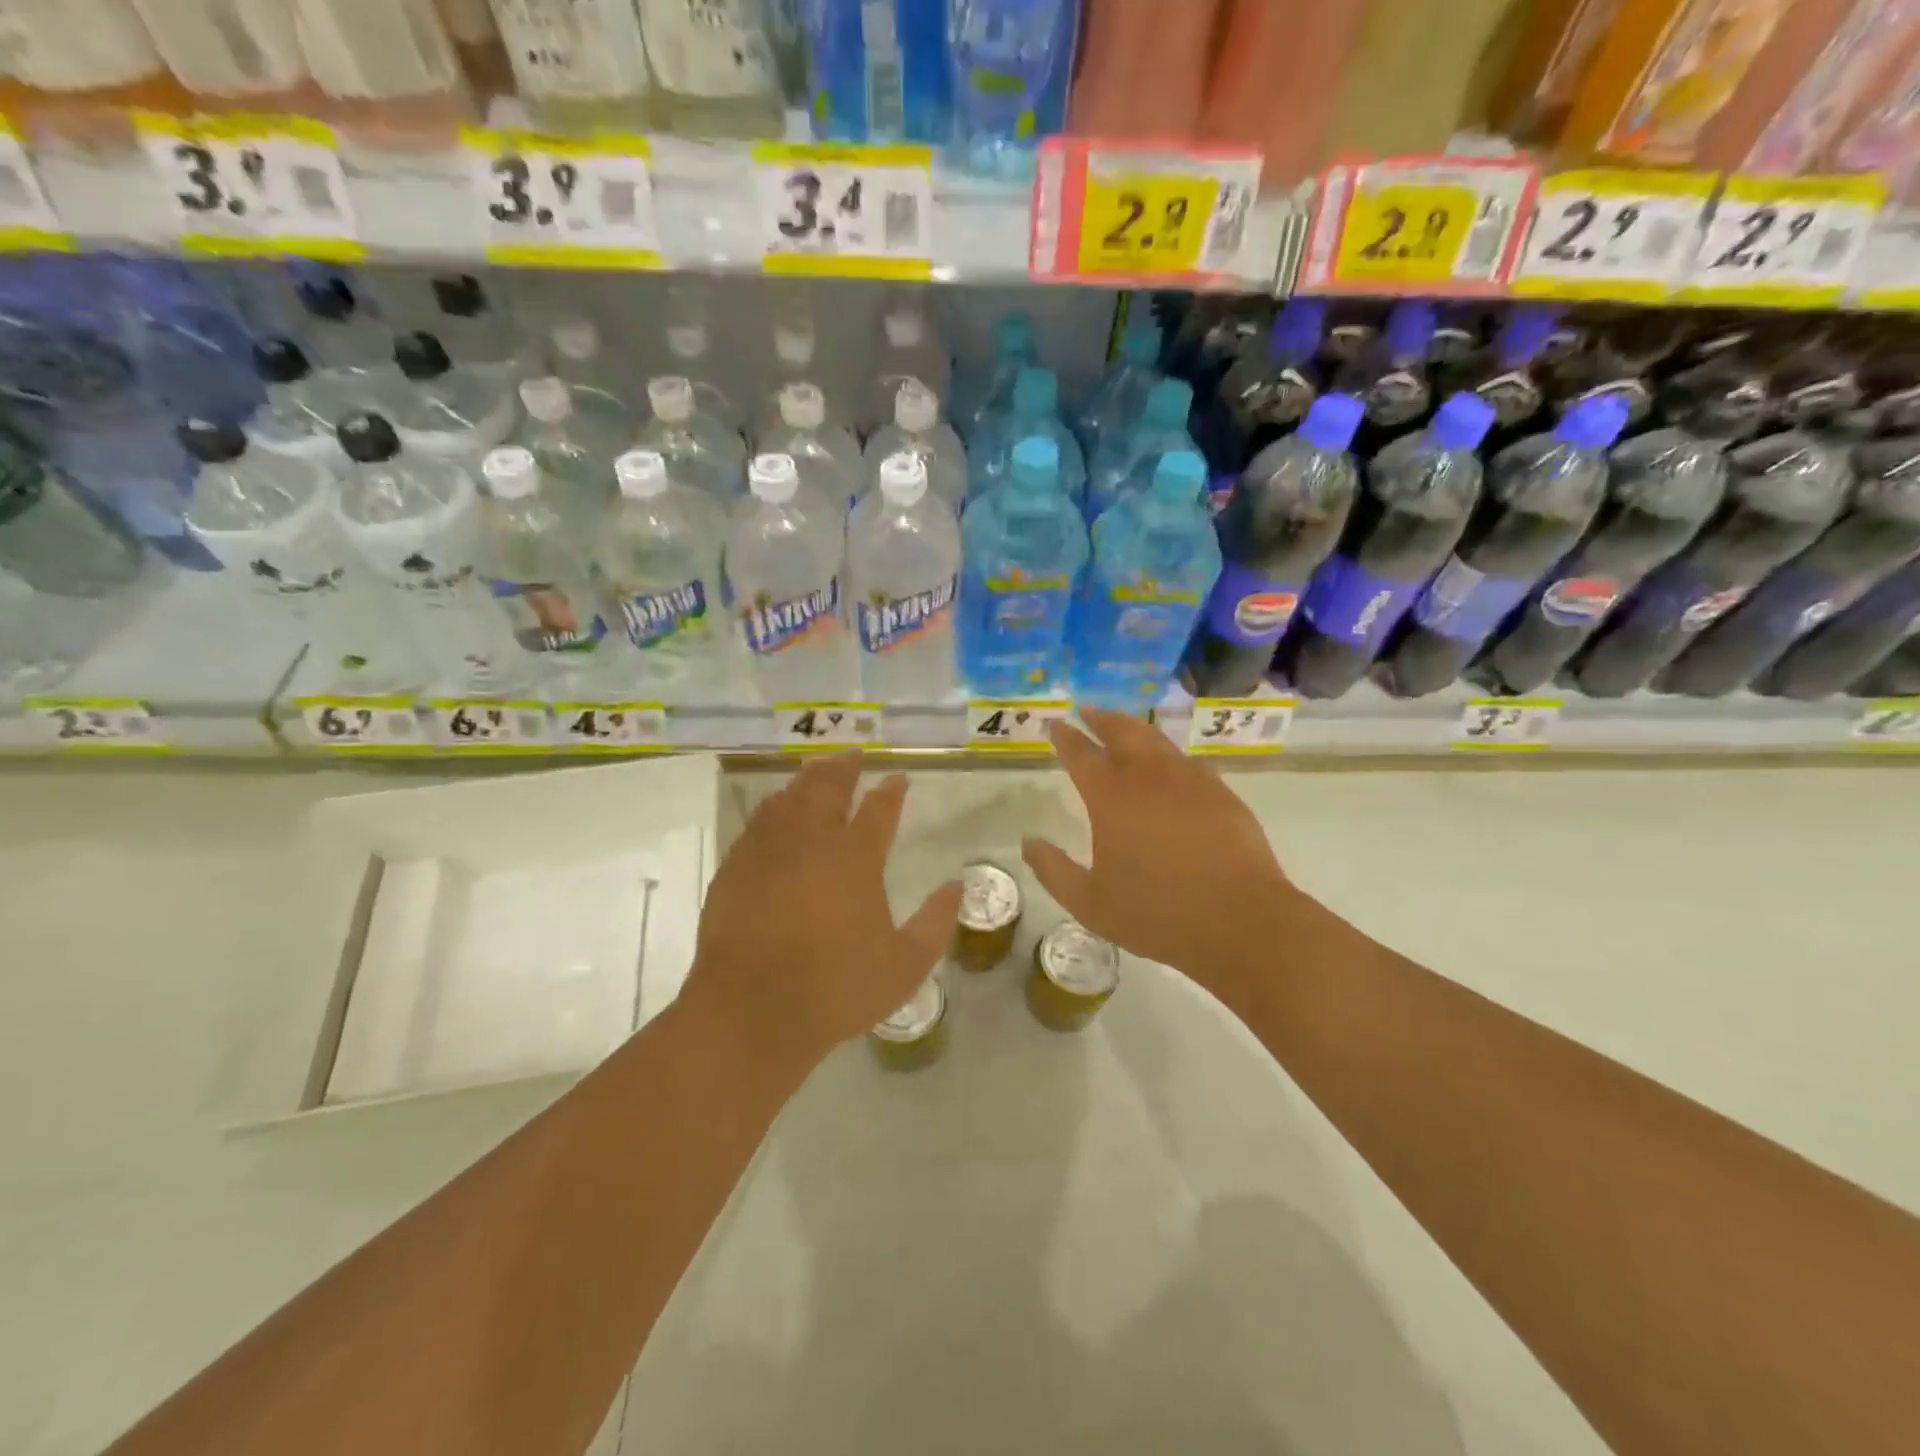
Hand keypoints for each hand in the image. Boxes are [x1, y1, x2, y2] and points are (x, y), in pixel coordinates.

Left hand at [682, 752, 961, 1078]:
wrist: (751, 1012)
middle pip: (828, 788)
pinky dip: (774, 807)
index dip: (892, 791)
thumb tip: (957, 886)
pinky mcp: (736, 867)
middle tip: (854, 755)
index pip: (880, 809)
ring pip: (790, 797)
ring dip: (808, 779)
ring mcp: (768, 851)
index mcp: (856, 858)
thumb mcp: (905, 966)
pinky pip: (758, 822)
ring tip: (818, 770)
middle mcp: (812, 841)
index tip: (899, 779)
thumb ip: (936, 923)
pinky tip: (776, 809)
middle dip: (844, 768)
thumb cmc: (836, 990)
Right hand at [1022, 709, 1302, 996]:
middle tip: (1088, 712)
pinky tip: (1168, 765)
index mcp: (1111, 798)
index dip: (1066, 738)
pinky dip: (1167, 754)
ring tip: (1124, 728)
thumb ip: (1053, 871)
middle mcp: (1148, 777)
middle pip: (1122, 732)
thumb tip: (1029, 843)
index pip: (1081, 755)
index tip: (1056, 724)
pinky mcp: (1220, 792)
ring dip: (1134, 729)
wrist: (1239, 921)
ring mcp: (1189, 780)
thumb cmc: (1156, 914)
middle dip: (1101, 719)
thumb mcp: (1089, 903)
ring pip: (1156, 741)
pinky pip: (1186, 761)